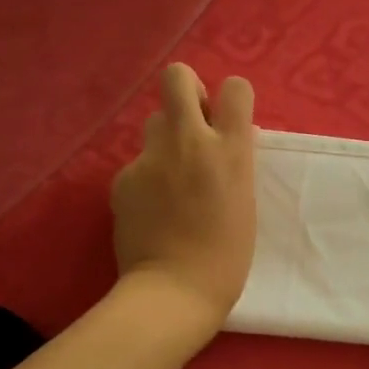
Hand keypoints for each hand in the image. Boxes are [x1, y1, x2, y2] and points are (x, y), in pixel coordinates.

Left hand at [110, 63, 257, 335]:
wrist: (173, 290)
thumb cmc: (226, 258)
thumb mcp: (245, 202)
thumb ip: (233, 163)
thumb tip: (224, 142)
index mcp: (230, 150)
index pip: (235, 87)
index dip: (231, 99)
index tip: (227, 121)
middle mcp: (189, 142)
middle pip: (177, 77)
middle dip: (186, 89)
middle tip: (193, 123)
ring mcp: (151, 158)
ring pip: (154, 122)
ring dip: (165, 139)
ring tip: (171, 177)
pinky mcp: (123, 178)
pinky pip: (137, 163)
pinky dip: (145, 178)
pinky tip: (150, 209)